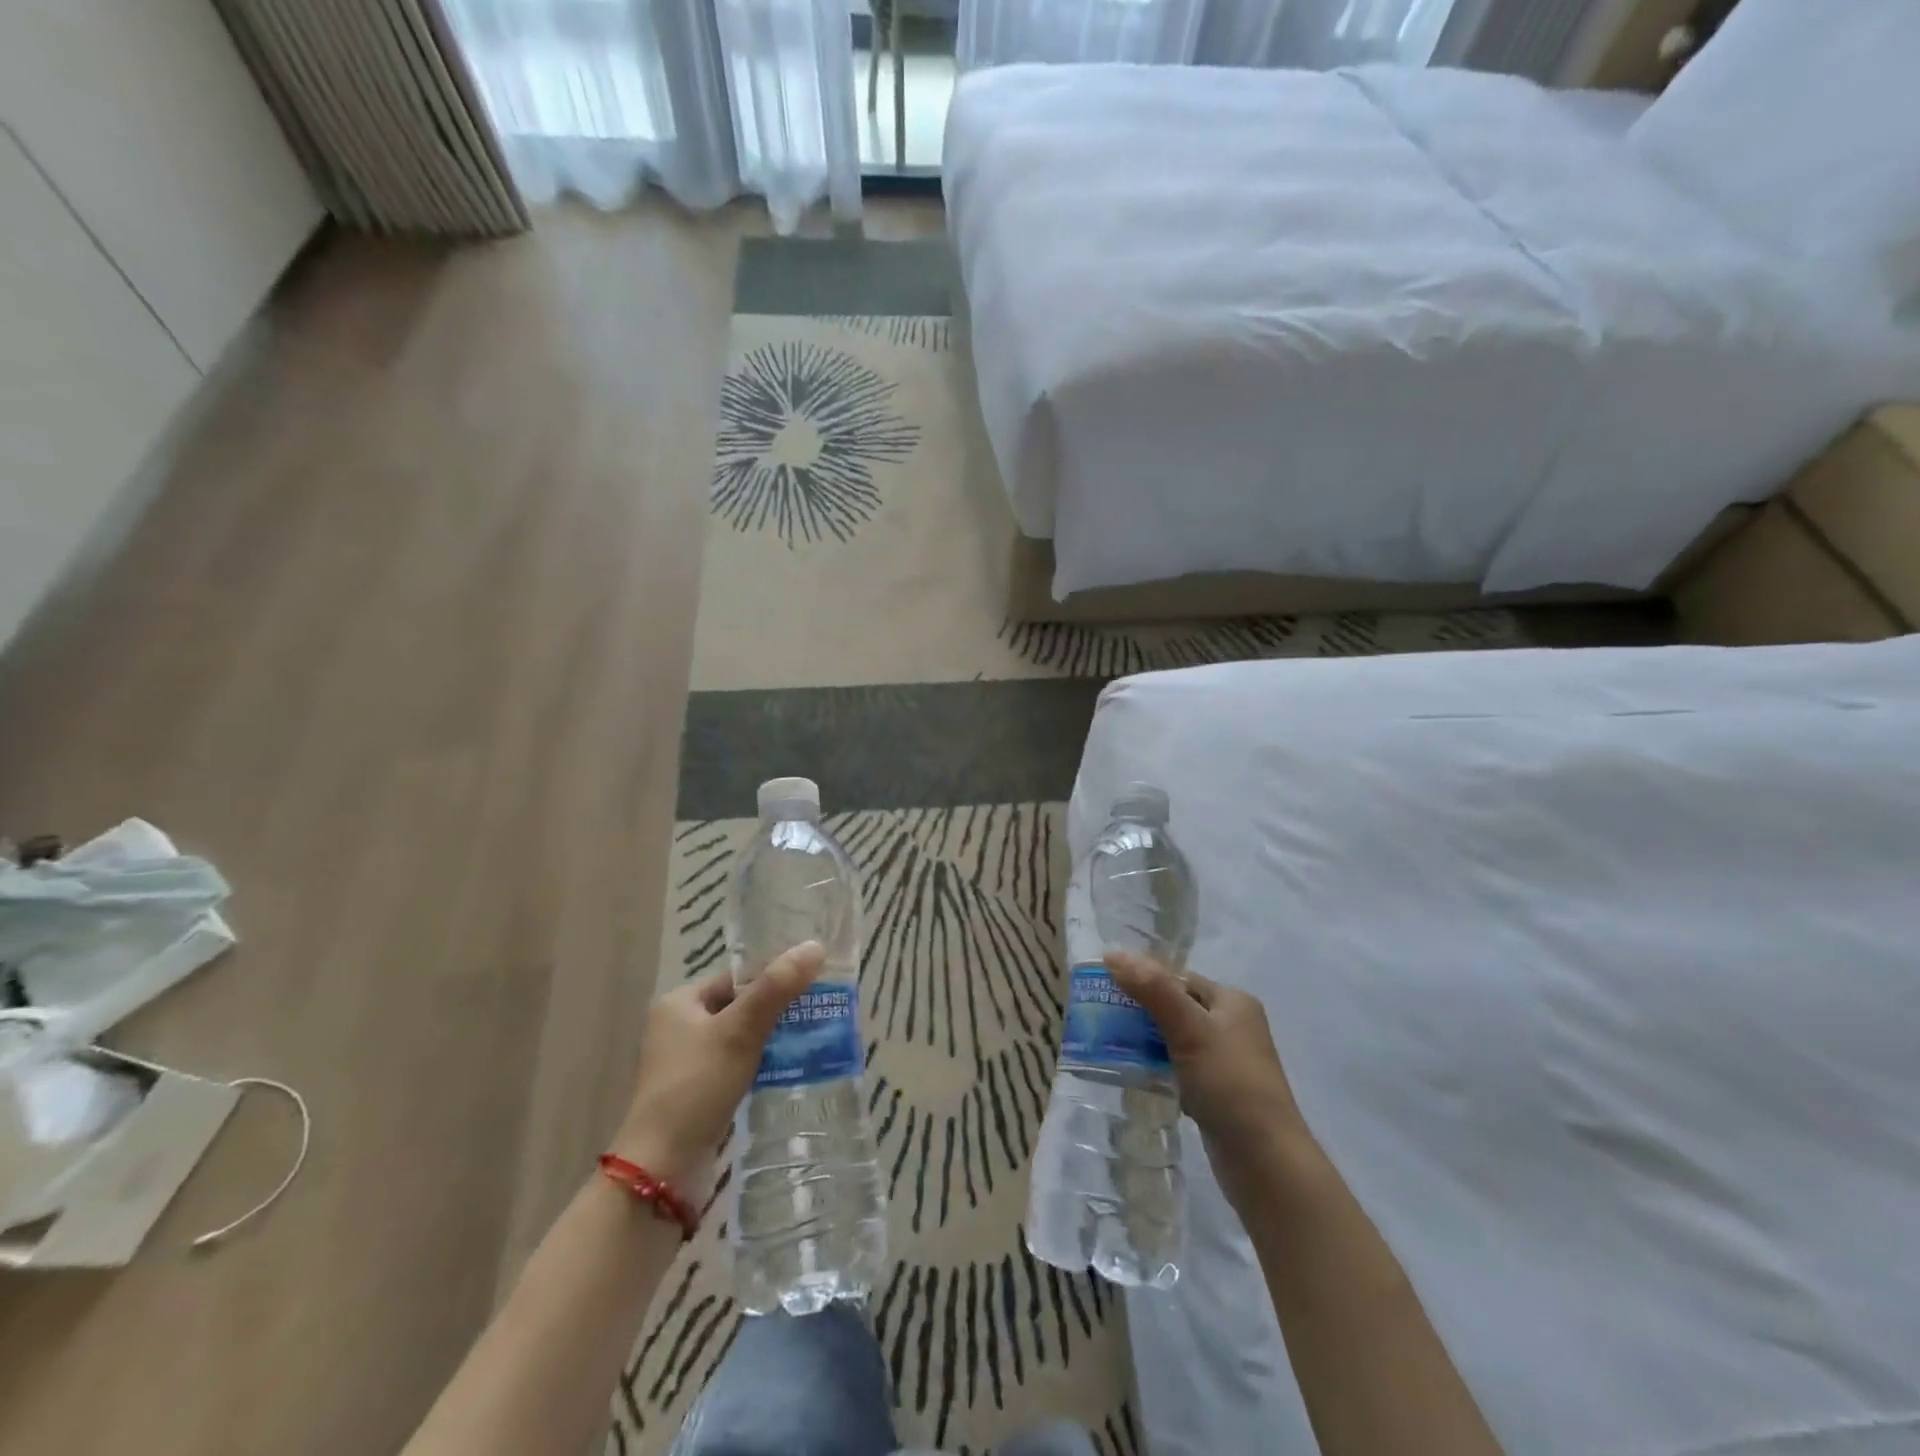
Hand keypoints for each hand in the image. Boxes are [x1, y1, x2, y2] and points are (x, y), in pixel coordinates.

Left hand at [610, 942, 824, 1199]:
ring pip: (739, 1037)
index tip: (812, 983)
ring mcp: (685, 1062)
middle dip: (777, 1009)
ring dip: (771, 1038)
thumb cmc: (697, 1085)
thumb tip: (815, 946)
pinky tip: (788, 1070)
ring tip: (812, 1039)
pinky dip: (760, 1064)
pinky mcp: (696, 1092)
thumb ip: (777, 988)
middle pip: (739, 1005)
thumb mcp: (740, 1031)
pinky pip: (735, 1064)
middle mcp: (678, 1027)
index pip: (736, 977)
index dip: (773, 977)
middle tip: (818, 1011)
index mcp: (679, 1002)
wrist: (662, 1167)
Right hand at [1105, 951, 1312, 1168]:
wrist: (1265, 1162)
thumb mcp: (1189, 1029)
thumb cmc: (1230, 1083)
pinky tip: (1133, 1073)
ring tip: (1108, 1043)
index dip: (1143, 978)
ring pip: (1174, 1038)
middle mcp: (1233, 1026)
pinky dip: (1156, 1066)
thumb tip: (1112, 953)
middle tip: (1100, 1016)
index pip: (1179, 978)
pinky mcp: (1217, 1092)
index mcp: (1233, 1002)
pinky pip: (1178, 1066)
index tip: (1105, 987)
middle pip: (1175, 1006)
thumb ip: (1152, 990)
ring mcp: (1226, 1061)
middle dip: (1139, 1010)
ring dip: (1145, 1039)